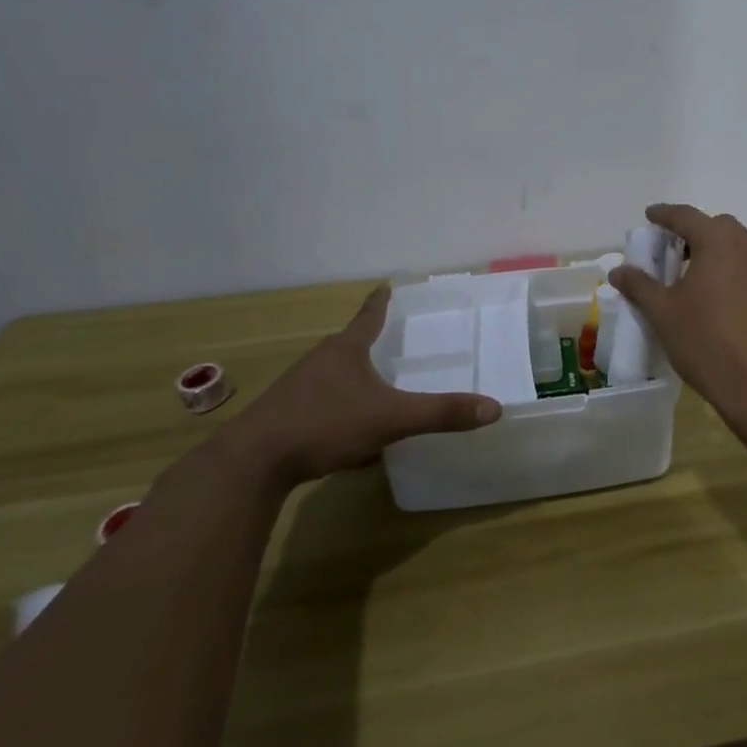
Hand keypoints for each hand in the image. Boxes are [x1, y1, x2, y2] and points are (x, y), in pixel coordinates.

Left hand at [220, 286, 500, 487]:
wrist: (252, 463)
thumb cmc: (324, 424)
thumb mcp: (390, 419)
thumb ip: (440, 413)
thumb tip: (494, 408)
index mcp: (347, 349)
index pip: (370, 314)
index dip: (382, 300)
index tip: (389, 284)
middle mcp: (321, 360)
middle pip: (351, 342)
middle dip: (371, 340)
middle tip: (396, 339)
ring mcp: (299, 387)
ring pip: (335, 373)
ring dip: (355, 375)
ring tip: (377, 384)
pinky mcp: (285, 415)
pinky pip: (322, 402)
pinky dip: (340, 407)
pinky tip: (350, 431)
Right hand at [609, 203, 746, 415]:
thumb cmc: (707, 342)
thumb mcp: (663, 313)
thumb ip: (640, 286)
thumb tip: (618, 270)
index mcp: (718, 242)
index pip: (686, 216)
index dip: (664, 214)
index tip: (650, 216)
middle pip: (716, 226)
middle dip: (692, 232)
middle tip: (670, 251)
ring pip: (737, 246)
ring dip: (713, 250)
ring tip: (692, 275)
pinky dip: (730, 269)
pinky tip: (717, 297)